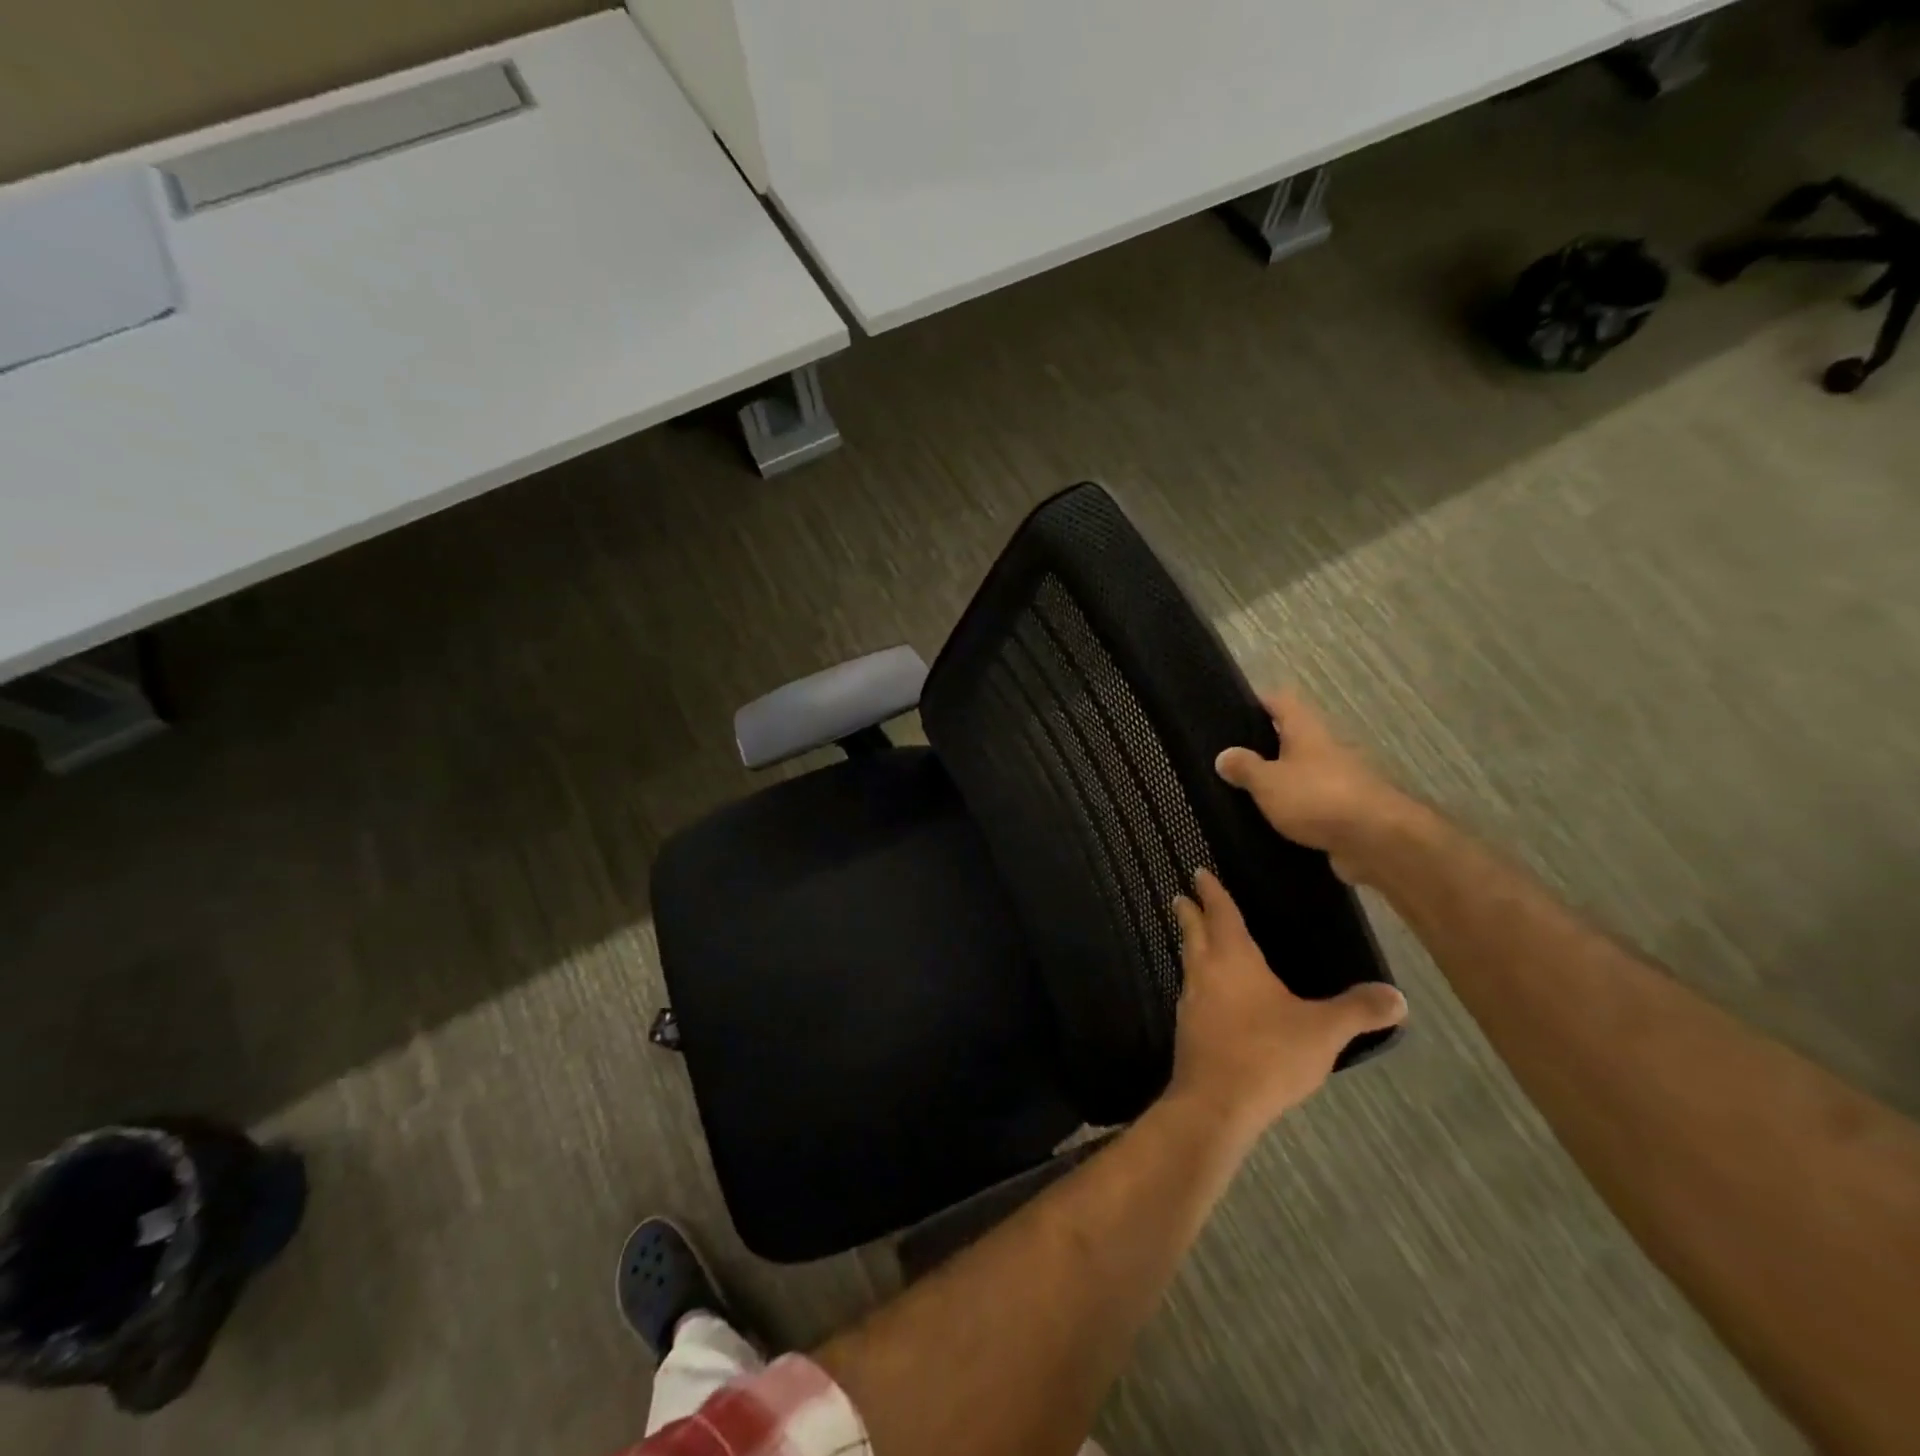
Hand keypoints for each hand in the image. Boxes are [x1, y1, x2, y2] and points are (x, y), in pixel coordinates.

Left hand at [1169, 870, 1406, 1136]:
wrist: (1216, 1103)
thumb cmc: (1267, 1053)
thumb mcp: (1323, 1031)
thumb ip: (1359, 1011)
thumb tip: (1399, 997)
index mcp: (1233, 958)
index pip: (1221, 914)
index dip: (1212, 892)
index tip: (1198, 872)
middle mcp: (1205, 972)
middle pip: (1194, 933)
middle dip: (1190, 913)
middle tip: (1181, 897)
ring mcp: (1191, 1001)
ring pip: (1189, 962)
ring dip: (1191, 946)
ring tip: (1196, 941)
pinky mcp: (1188, 1029)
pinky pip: (1192, 992)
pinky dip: (1199, 981)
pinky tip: (1210, 996)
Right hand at [1215, 690, 1420, 884]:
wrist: (1377, 841)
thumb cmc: (1317, 798)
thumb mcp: (1268, 782)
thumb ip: (1244, 768)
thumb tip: (1224, 755)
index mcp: (1306, 731)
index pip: (1281, 701)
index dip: (1257, 702)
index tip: (1231, 713)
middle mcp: (1325, 749)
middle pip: (1292, 738)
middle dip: (1263, 748)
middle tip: (1229, 761)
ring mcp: (1339, 781)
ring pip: (1301, 773)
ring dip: (1279, 782)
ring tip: (1242, 795)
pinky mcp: (1345, 812)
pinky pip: (1312, 805)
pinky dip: (1294, 811)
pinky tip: (1270, 824)